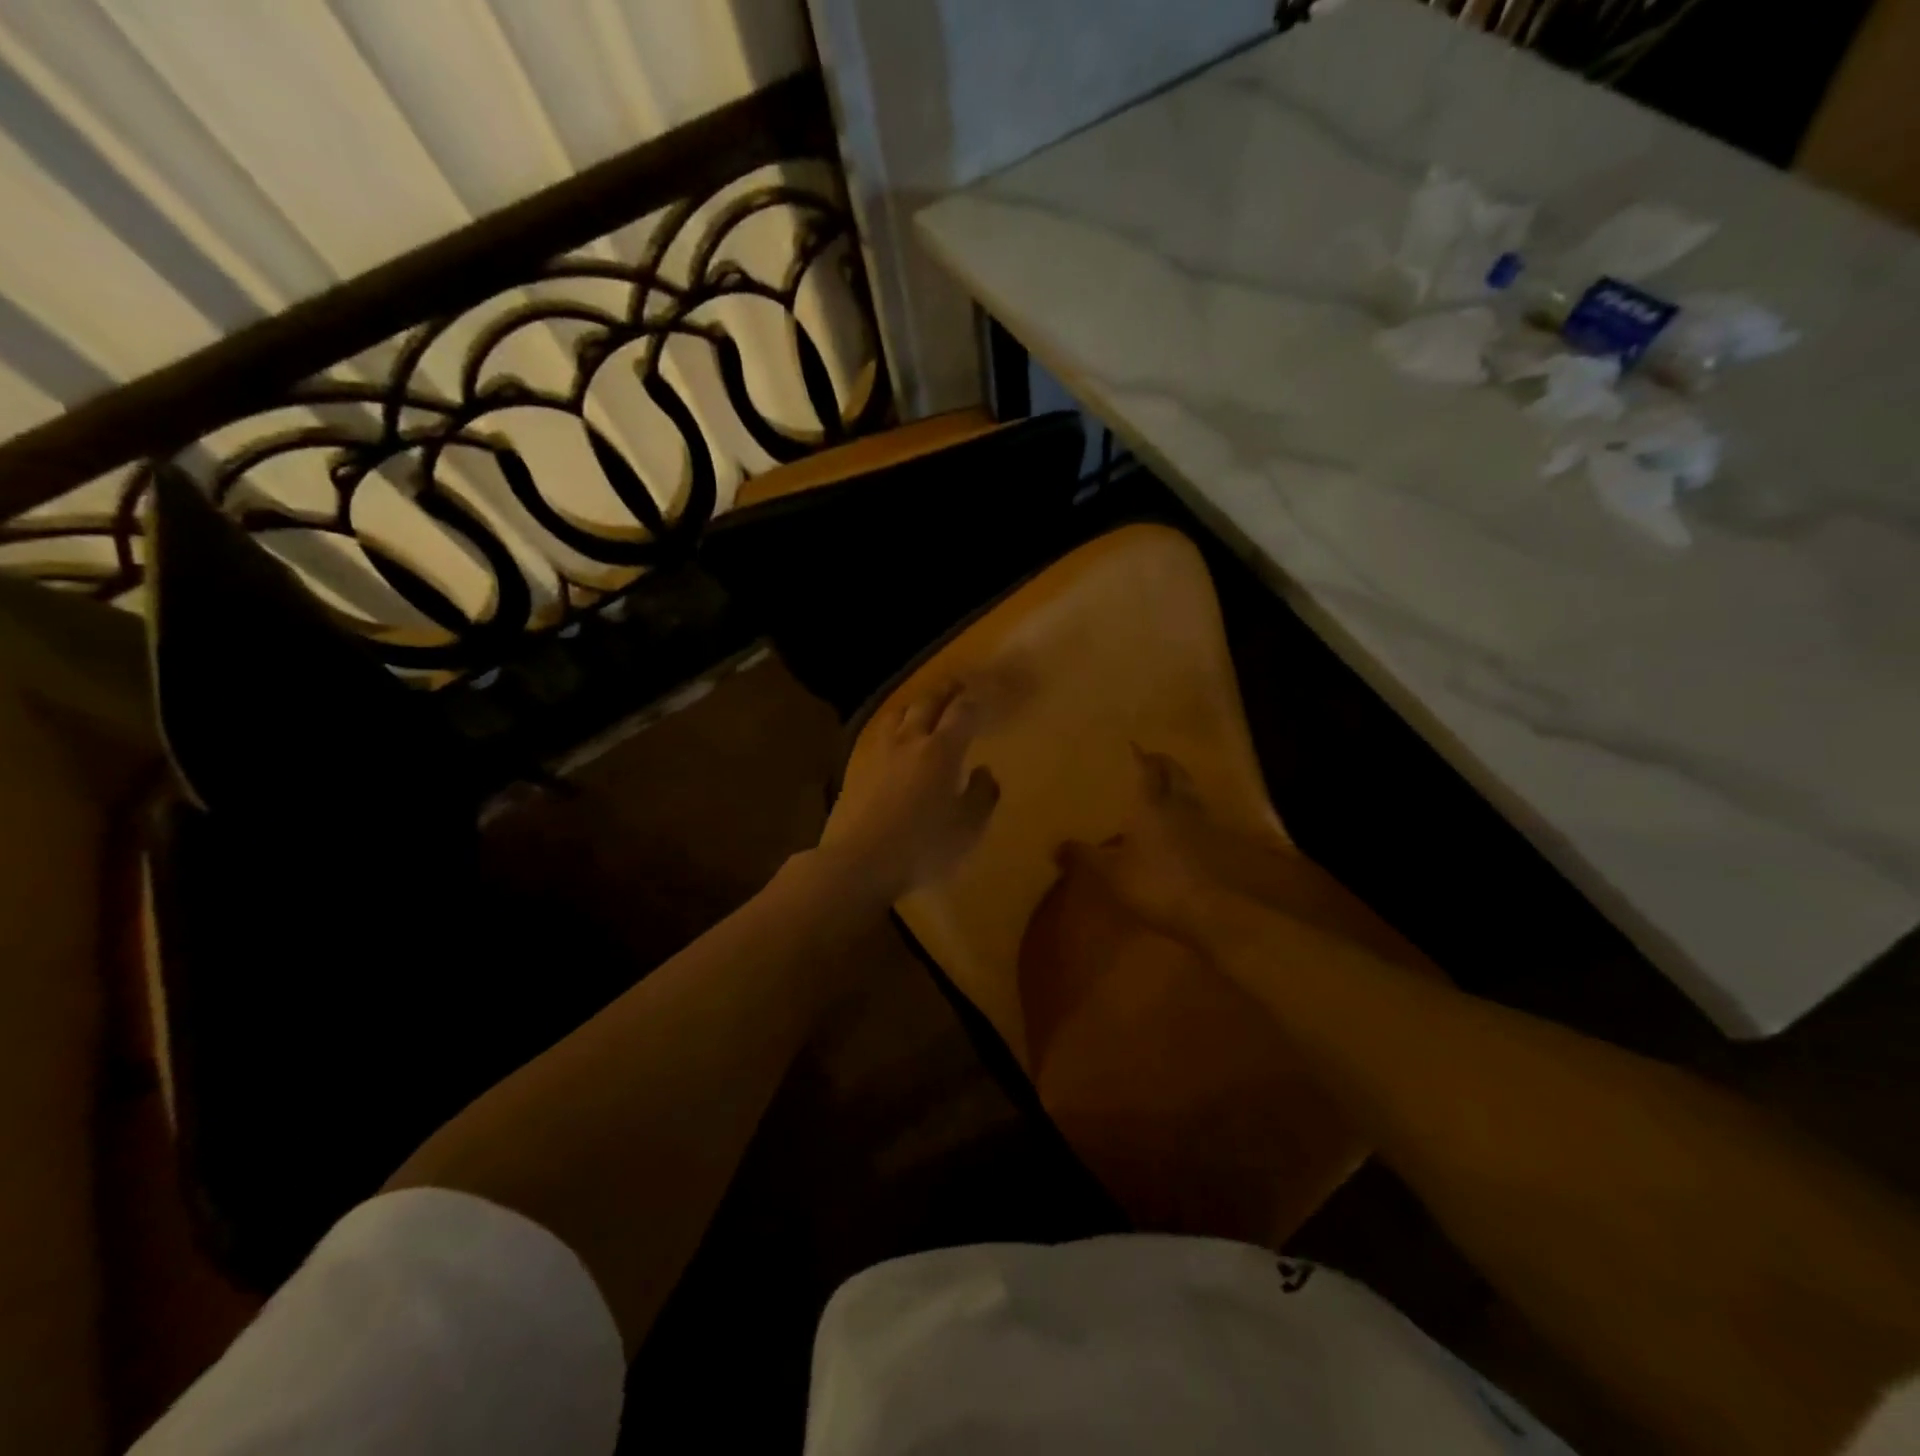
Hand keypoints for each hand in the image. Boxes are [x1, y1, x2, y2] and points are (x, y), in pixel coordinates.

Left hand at [820, 681, 1000, 899]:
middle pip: (928, 703)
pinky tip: (894, 741)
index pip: (963, 712)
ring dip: (915, 705)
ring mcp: (879, 753)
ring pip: (898, 714)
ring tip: (922, 707)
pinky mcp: (857, 769)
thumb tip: (983, 771)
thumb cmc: (923, 846)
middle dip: (946, 691)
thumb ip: (982, 795)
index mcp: (942, 750)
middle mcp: (910, 741)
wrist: (859, 862)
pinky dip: (893, 730)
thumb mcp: (968, 827)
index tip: (984, 694)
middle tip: (957, 685)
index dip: (975, 700)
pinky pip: (879, 736)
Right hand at [1058, 746, 1292, 945]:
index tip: (1132, 744)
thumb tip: (1056, 845)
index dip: (1140, 756)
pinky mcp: (1215, 845)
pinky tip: (1180, 824)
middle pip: (1176, 774)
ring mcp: (1201, 824)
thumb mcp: (1110, 873)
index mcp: (1151, 805)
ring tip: (1165, 786)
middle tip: (1151, 759)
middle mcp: (1179, 806)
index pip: (1148, 769)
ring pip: (1191, 793)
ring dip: (1180, 784)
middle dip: (1164, 763)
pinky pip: (1201, 817)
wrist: (1209, 911)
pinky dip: (1190, 812)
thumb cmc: (1154, 883)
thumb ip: (1084, 856)